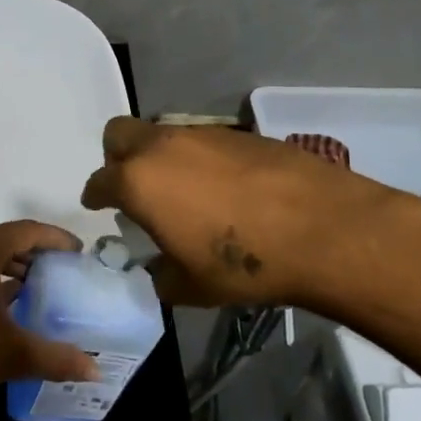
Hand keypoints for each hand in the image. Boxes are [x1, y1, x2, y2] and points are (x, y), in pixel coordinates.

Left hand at [0, 221, 99, 415]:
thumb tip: (95, 370)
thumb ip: (57, 358)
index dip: (56, 239)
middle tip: (66, 273)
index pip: (26, 230)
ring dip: (14, 266)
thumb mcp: (10, 354)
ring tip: (43, 288)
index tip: (81, 254)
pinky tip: (10, 302)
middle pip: (6, 239)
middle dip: (37, 253)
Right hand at [80, 116, 420, 313]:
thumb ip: (160, 275)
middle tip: (134, 186)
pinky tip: (226, 188)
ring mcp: (203, 134)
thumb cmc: (245, 264)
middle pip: (119, 134)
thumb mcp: (189, 287)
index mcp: (138, 182)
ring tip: (186, 191)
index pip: (99, 181)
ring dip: (161, 157)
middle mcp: (162, 147)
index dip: (95, 195)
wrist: (326, 230)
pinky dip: (201, 159)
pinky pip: (203, 140)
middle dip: (117, 157)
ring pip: (163, 134)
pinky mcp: (240, 133)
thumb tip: (159, 268)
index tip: (98, 204)